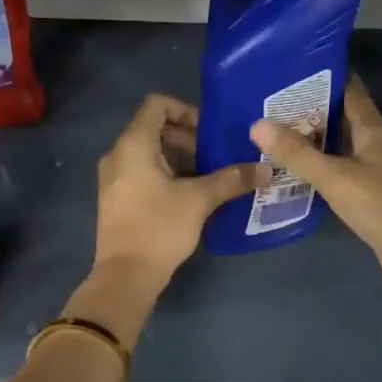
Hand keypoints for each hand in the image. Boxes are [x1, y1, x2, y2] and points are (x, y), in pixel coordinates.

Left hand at [95, 94, 258, 286]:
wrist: (125, 276)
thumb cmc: (159, 227)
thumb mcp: (200, 200)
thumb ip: (232, 179)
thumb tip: (266, 169)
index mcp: (134, 145)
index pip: (157, 105)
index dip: (186, 111)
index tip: (210, 131)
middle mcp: (119, 155)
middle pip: (154, 129)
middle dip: (188, 138)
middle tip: (216, 156)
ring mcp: (115, 178)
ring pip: (150, 153)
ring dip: (181, 159)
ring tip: (210, 177)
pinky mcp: (118, 199)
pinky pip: (143, 173)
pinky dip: (168, 175)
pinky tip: (192, 196)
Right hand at [250, 77, 381, 291]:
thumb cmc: (381, 205)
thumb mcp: (334, 177)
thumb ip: (297, 153)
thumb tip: (257, 124)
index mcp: (372, 129)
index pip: (348, 89)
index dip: (322, 77)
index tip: (288, 71)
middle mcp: (375, 142)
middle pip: (341, 116)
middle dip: (309, 109)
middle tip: (268, 103)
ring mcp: (374, 168)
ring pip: (339, 144)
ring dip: (312, 138)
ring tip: (273, 132)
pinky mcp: (370, 192)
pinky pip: (339, 168)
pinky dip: (319, 165)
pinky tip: (295, 170)